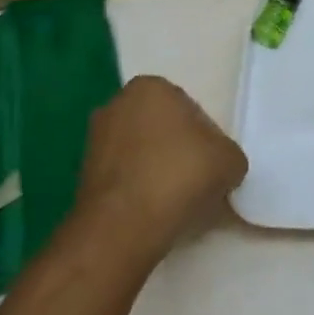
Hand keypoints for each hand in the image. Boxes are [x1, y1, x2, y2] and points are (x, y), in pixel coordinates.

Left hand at [75, 76, 247, 258]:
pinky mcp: (83, 174)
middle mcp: (118, 103)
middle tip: (198, 181)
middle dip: (179, 151)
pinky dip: (139, 189)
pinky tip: (153, 211)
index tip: (213, 165)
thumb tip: (222, 167)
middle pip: (163, 128)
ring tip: (176, 202)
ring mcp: (95, 139)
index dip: (207, 139)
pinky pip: (125, 176)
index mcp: (151, 87)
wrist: (122, 227)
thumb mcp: (229, 161)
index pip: (191, 109)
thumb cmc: (178, 177)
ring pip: (143, 153)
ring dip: (158, 170)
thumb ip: (229, 155)